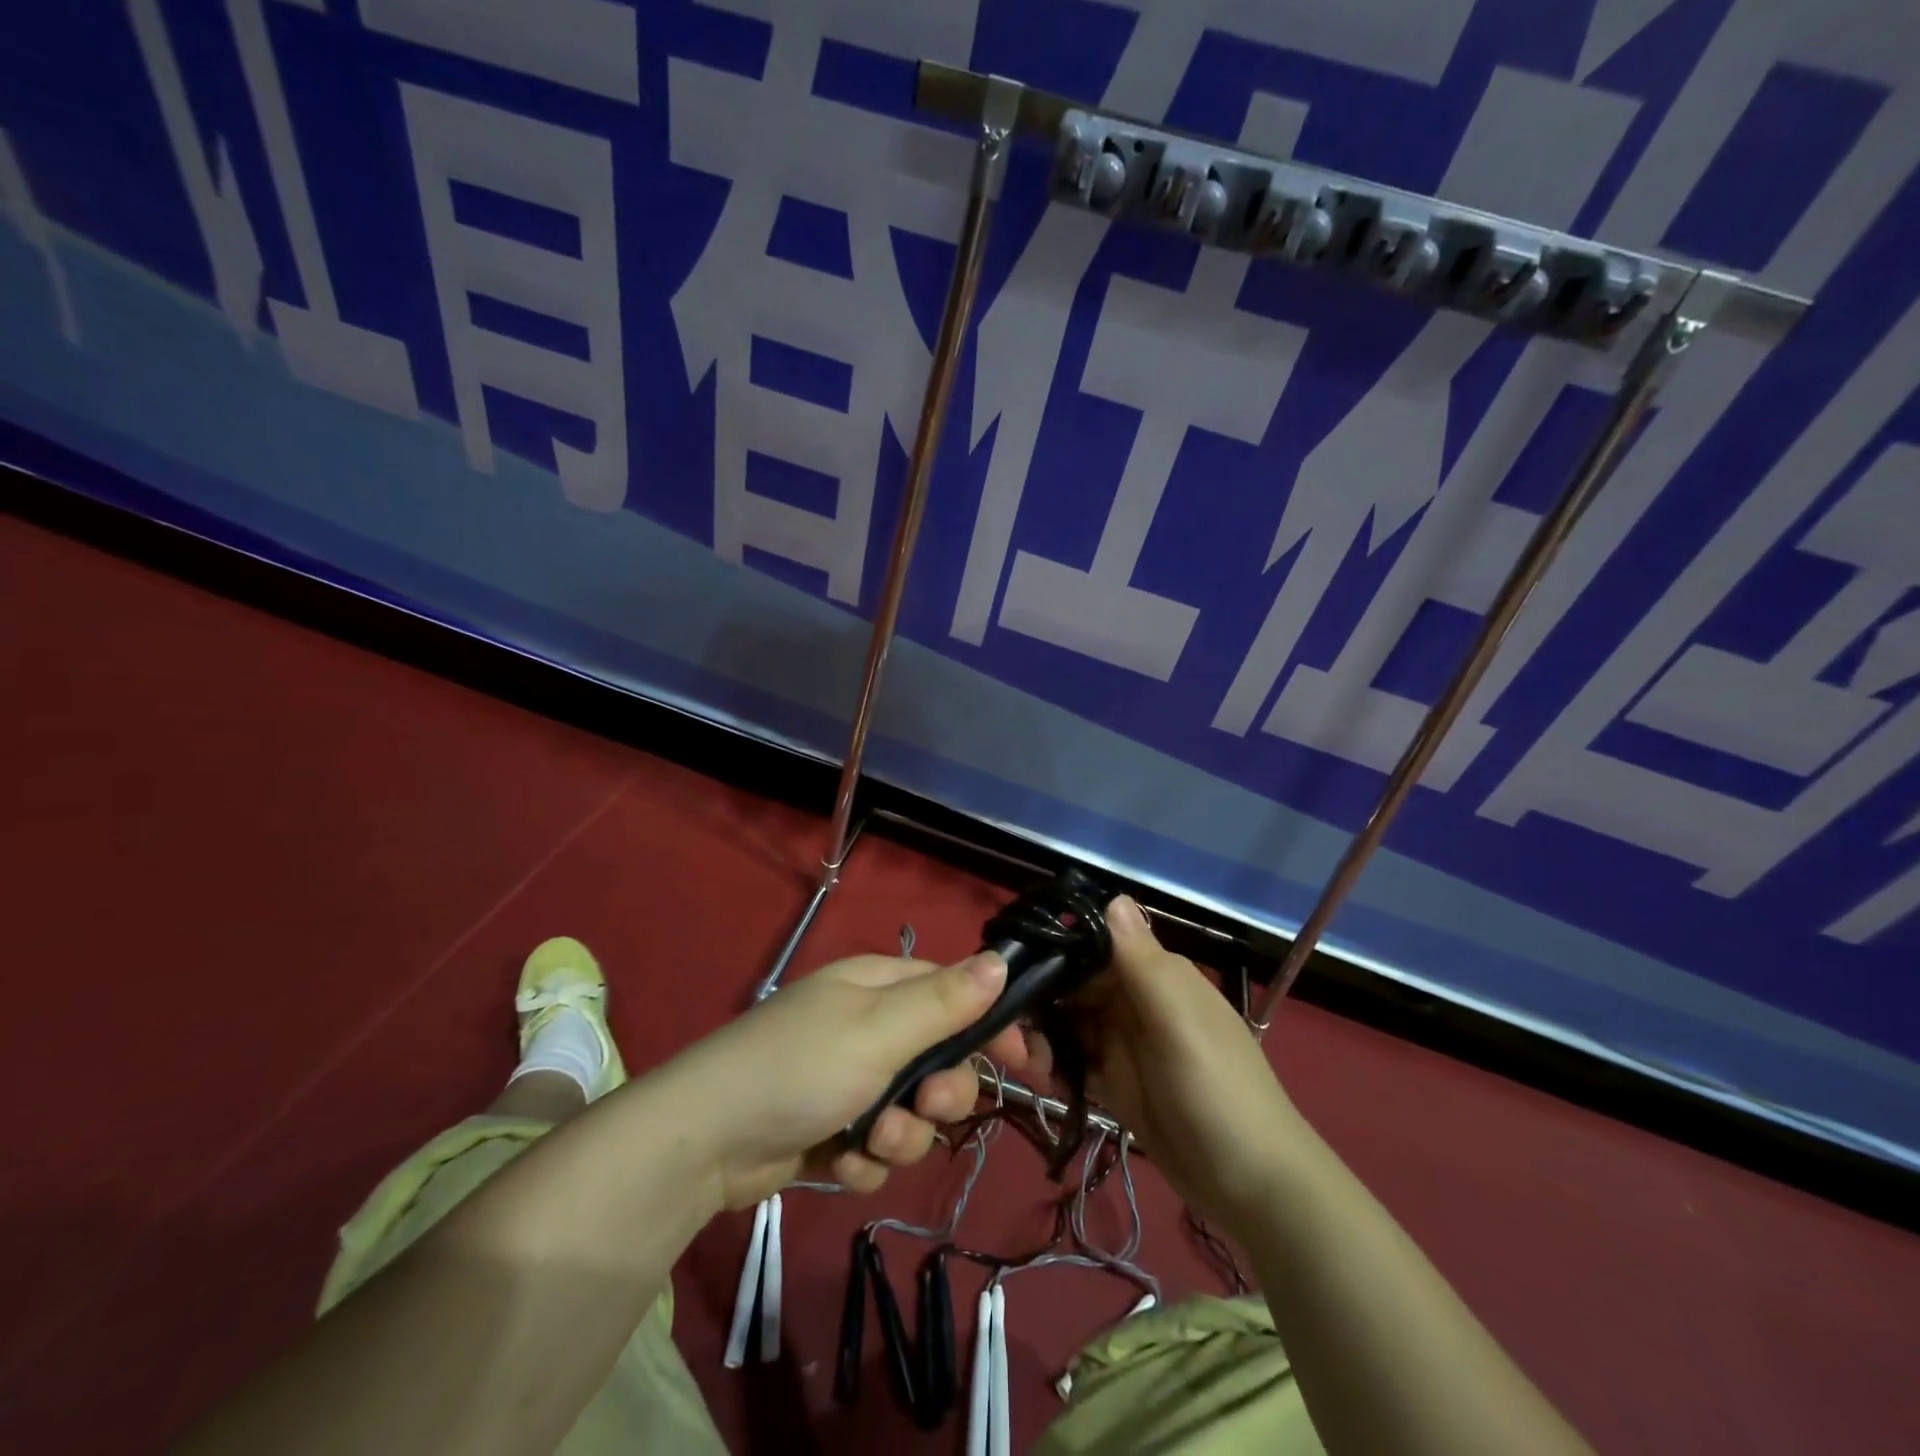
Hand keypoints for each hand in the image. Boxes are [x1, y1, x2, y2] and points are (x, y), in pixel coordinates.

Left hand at [668, 952, 1026, 1209]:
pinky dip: (865, 1159)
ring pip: (912, 1111)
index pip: (954, 992)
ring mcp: (847, 1078)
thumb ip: (944, 1002)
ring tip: (869, 1141)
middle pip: (939, 1059)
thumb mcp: (880, 1030)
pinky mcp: (830, 1126)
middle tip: (924, 1106)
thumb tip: (999, 962)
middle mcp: (867, 1026)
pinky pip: (876, 1146)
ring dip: (900, 1135)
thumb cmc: (801, 1068)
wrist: (705, 1141)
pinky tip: (838, 1162)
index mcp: (878, 986)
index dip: (989, 1025)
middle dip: (940, 1093)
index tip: (1022, 1064)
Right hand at [1041, 896, 1303, 1224]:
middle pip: (1073, 985)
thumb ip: (1141, 962)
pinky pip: (1075, 1061)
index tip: (1009, 967)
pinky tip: (1041, 1078)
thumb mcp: (1179, 1023)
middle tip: (1004, 1027)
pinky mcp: (1117, 1083)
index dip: (1053, 952)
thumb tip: (1111, 894)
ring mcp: (1125, 1043)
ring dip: (1041, 1035)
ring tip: (1022, 1061)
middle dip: (1038, 999)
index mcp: (1154, 974)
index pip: (1092, 945)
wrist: (1254, 1188)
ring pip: (1068, 1022)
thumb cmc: (1218, 1092)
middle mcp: (1136, 1000)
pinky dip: (1055, 1065)